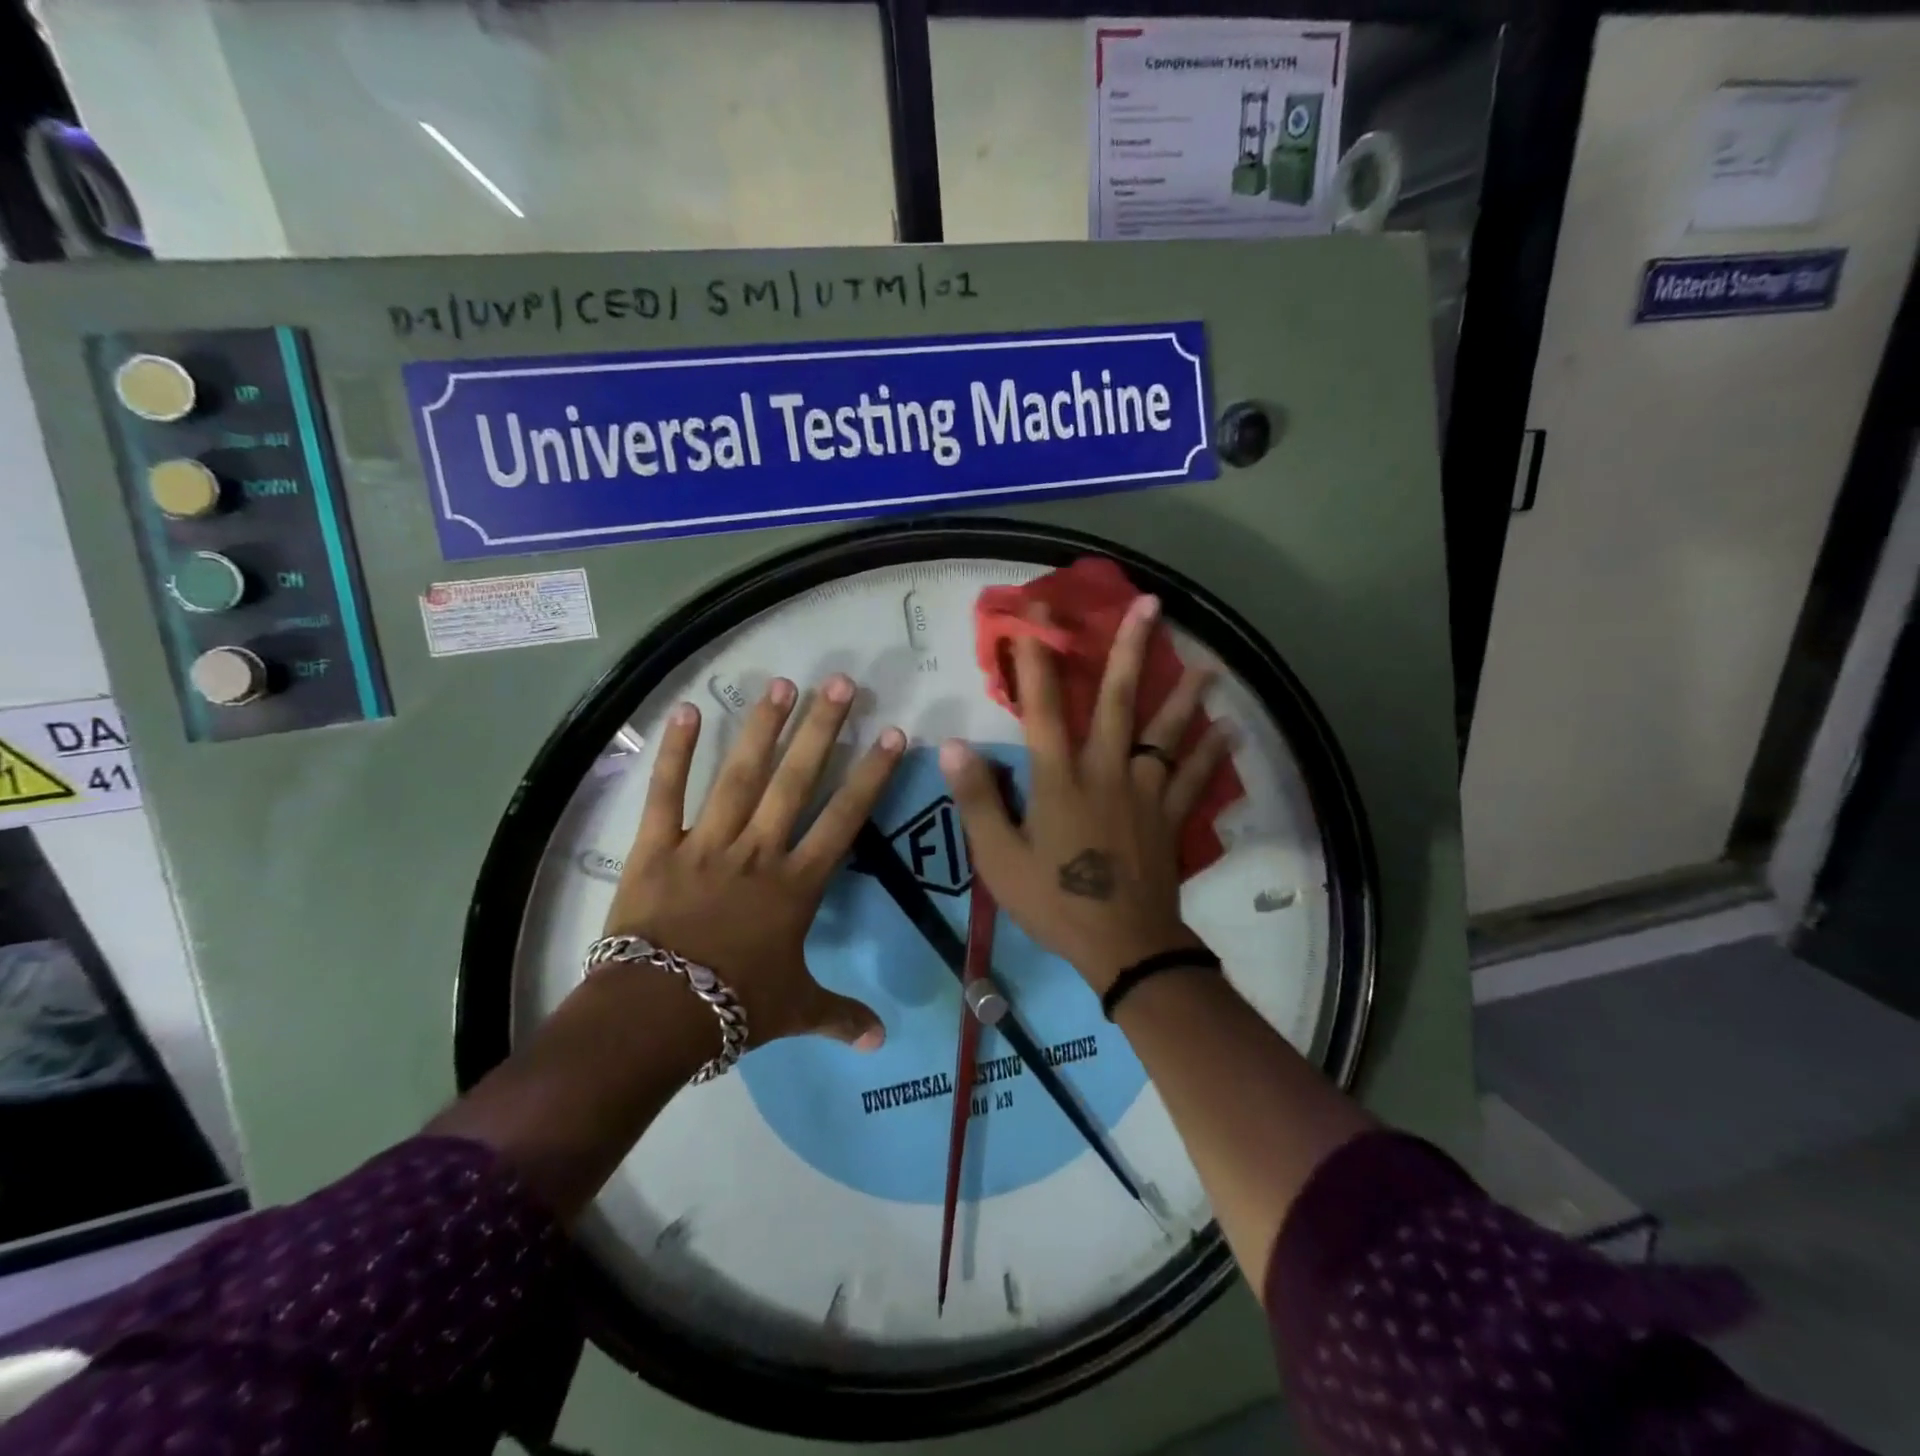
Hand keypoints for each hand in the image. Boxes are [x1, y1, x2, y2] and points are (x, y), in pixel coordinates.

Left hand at [603, 674, 904, 1050]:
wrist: (653, 1016)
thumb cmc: (732, 1008)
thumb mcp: (795, 1010)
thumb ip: (840, 1016)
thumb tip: (881, 1040)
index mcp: (796, 884)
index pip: (845, 819)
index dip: (871, 775)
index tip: (892, 734)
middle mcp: (757, 851)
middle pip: (796, 781)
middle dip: (822, 730)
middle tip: (840, 683)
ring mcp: (706, 844)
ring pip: (740, 776)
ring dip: (762, 728)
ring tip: (781, 683)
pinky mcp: (657, 848)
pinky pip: (666, 795)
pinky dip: (675, 753)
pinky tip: (687, 711)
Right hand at [940, 595, 1230, 994]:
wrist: (1121, 946)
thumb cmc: (1054, 901)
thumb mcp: (999, 858)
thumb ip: (977, 799)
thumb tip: (952, 745)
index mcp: (1059, 777)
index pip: (1042, 705)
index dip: (1036, 657)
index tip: (1035, 614)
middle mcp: (1106, 770)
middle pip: (1117, 700)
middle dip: (1128, 649)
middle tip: (1148, 605)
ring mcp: (1145, 791)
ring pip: (1166, 732)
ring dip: (1184, 695)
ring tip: (1205, 665)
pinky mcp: (1170, 816)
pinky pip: (1195, 778)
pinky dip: (1213, 754)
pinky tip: (1231, 731)